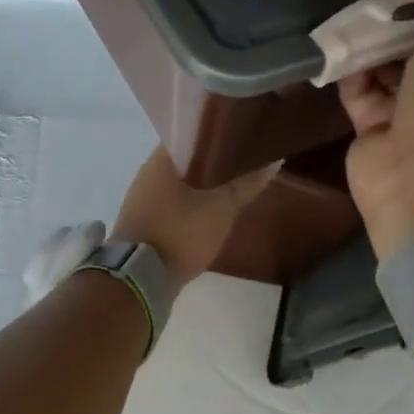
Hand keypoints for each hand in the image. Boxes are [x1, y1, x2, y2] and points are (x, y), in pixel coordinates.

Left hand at [112, 149, 276, 286]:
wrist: (139, 280)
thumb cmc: (179, 234)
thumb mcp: (220, 209)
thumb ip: (245, 185)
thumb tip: (274, 160)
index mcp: (160, 160)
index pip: (189, 134)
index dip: (215, 134)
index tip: (238, 137)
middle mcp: (146, 173)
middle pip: (184, 159)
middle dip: (210, 161)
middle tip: (241, 161)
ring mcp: (141, 198)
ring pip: (177, 182)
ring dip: (200, 184)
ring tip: (230, 185)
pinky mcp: (142, 222)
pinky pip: (170, 203)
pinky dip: (189, 203)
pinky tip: (208, 210)